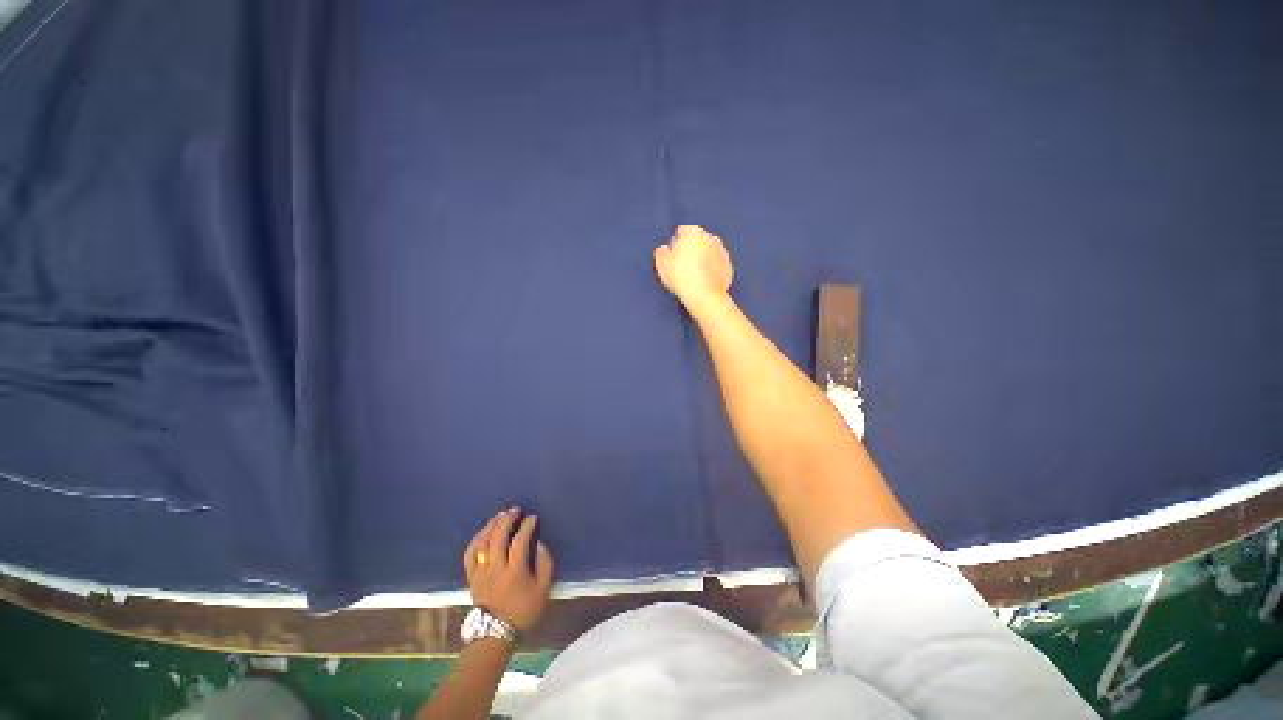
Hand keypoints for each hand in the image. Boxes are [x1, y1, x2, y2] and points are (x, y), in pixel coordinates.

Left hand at [463, 508, 554, 632]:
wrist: (495, 633)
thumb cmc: (523, 611)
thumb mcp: (543, 590)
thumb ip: (545, 564)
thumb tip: (540, 543)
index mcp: (515, 573)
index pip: (519, 542)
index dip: (527, 527)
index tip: (533, 517)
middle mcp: (495, 570)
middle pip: (498, 538)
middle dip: (507, 520)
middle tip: (516, 510)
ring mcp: (480, 573)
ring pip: (483, 543)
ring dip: (492, 525)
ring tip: (501, 515)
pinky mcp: (471, 576)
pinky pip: (470, 553)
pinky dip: (477, 538)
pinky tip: (485, 531)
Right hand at [653, 224, 733, 308]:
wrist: (703, 296)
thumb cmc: (681, 276)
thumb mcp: (661, 263)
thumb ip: (661, 252)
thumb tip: (664, 249)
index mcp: (694, 232)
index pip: (682, 232)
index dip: (675, 244)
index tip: (672, 257)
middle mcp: (711, 238)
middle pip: (697, 241)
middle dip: (691, 250)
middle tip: (682, 267)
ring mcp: (722, 253)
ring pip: (709, 253)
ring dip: (702, 260)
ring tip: (693, 276)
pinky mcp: (728, 268)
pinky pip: (716, 266)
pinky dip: (711, 271)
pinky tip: (703, 282)